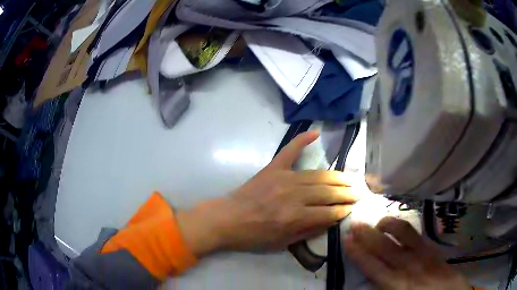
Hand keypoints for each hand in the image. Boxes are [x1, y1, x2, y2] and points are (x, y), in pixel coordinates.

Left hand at [176, 131, 359, 256]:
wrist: (227, 219)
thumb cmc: (254, 235)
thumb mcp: (283, 242)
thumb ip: (309, 230)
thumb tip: (332, 219)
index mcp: (295, 217)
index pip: (328, 212)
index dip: (343, 210)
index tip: (353, 207)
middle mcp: (293, 196)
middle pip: (328, 192)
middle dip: (347, 193)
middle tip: (359, 191)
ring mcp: (283, 178)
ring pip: (318, 175)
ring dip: (337, 177)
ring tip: (351, 178)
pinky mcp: (273, 168)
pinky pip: (290, 150)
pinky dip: (302, 139)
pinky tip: (316, 132)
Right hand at [344, 217, 470, 289]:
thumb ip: (384, 288)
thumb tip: (371, 279)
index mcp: (397, 283)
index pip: (373, 266)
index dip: (358, 253)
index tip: (347, 240)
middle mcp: (408, 265)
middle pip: (385, 247)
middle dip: (368, 235)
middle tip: (354, 224)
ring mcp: (422, 254)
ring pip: (402, 235)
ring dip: (387, 226)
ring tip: (377, 221)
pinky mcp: (431, 248)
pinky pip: (416, 234)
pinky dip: (403, 227)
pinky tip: (398, 226)